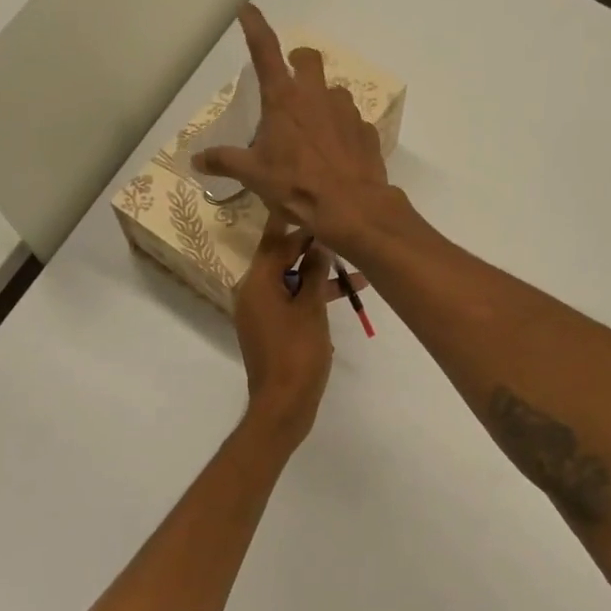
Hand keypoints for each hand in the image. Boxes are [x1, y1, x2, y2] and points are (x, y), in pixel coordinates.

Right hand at [196, 6, 398, 256]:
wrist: (351, 206)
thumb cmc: (295, 185)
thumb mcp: (253, 175)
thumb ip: (224, 161)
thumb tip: (195, 159)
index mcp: (284, 99)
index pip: (265, 50)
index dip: (255, 26)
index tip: (248, 8)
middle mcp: (317, 96)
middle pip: (309, 59)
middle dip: (299, 60)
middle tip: (291, 76)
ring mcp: (346, 112)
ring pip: (334, 91)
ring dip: (322, 100)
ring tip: (313, 127)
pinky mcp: (366, 132)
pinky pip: (352, 122)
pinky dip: (342, 130)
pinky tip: (336, 153)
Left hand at [234, 212, 336, 447]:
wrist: (283, 405)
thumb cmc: (297, 354)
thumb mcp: (311, 308)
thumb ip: (313, 272)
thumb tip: (319, 243)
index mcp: (257, 283)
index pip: (276, 241)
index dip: (300, 224)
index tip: (320, 205)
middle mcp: (252, 292)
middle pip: (282, 258)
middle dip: (312, 247)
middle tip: (343, 233)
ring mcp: (260, 311)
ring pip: (290, 280)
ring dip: (318, 275)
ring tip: (357, 270)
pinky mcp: (270, 328)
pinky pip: (290, 299)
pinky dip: (311, 295)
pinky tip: (343, 294)